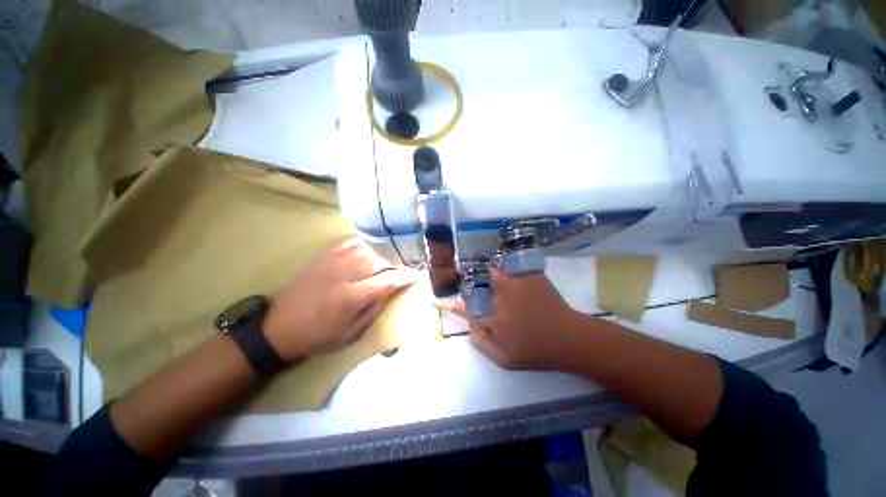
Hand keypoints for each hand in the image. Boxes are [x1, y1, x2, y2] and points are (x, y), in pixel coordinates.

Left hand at [263, 237, 414, 359]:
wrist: (278, 328)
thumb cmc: (317, 336)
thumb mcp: (350, 334)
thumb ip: (374, 309)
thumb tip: (391, 290)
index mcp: (350, 297)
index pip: (386, 281)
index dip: (404, 277)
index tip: (415, 276)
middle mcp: (343, 275)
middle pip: (378, 262)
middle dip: (393, 267)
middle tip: (398, 274)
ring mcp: (331, 263)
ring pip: (366, 250)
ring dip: (380, 257)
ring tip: (384, 266)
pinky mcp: (323, 257)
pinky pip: (349, 243)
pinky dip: (363, 245)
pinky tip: (368, 252)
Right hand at [439, 270, 588, 370]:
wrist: (570, 338)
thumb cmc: (536, 351)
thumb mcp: (505, 359)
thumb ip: (481, 342)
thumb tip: (470, 325)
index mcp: (493, 318)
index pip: (464, 308)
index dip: (451, 305)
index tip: (438, 301)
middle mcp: (501, 296)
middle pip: (477, 286)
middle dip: (472, 288)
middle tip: (477, 294)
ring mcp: (516, 283)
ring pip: (492, 274)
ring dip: (489, 277)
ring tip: (492, 283)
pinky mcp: (529, 276)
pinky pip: (510, 268)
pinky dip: (505, 270)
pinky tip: (507, 275)